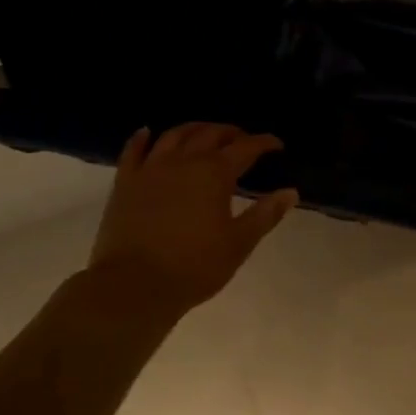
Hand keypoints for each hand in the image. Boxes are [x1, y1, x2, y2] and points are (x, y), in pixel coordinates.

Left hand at [87, 124, 298, 313]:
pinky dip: (142, 138)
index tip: (277, 145)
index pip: (246, 147)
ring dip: (194, 129)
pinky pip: (133, 151)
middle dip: (231, 132)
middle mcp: (184, 162)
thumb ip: (266, 214)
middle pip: (211, 134)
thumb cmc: (194, 266)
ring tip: (205, 132)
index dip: (264, 143)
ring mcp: (151, 169)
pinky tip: (147, 133)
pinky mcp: (125, 183)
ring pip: (174, 135)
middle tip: (243, 139)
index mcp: (215, 173)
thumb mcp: (239, 243)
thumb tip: (290, 192)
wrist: (132, 286)